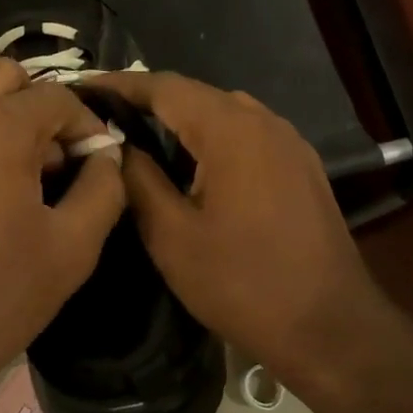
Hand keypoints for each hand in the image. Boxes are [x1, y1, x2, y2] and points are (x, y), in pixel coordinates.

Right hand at [84, 71, 383, 374]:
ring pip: (224, 113)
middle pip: (196, 94)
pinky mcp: (301, 166)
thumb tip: (117, 145)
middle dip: (148, 100)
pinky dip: (212, 137)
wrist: (330, 327)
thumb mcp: (173, 236)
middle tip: (105, 116)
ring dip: (182, 118)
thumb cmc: (243, 284)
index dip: (120, 84)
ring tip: (140, 136)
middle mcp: (265, 122)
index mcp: (231, 131)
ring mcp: (290, 142)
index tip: (82, 89)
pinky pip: (247, 134)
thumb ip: (139, 180)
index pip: (165, 87)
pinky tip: (192, 163)